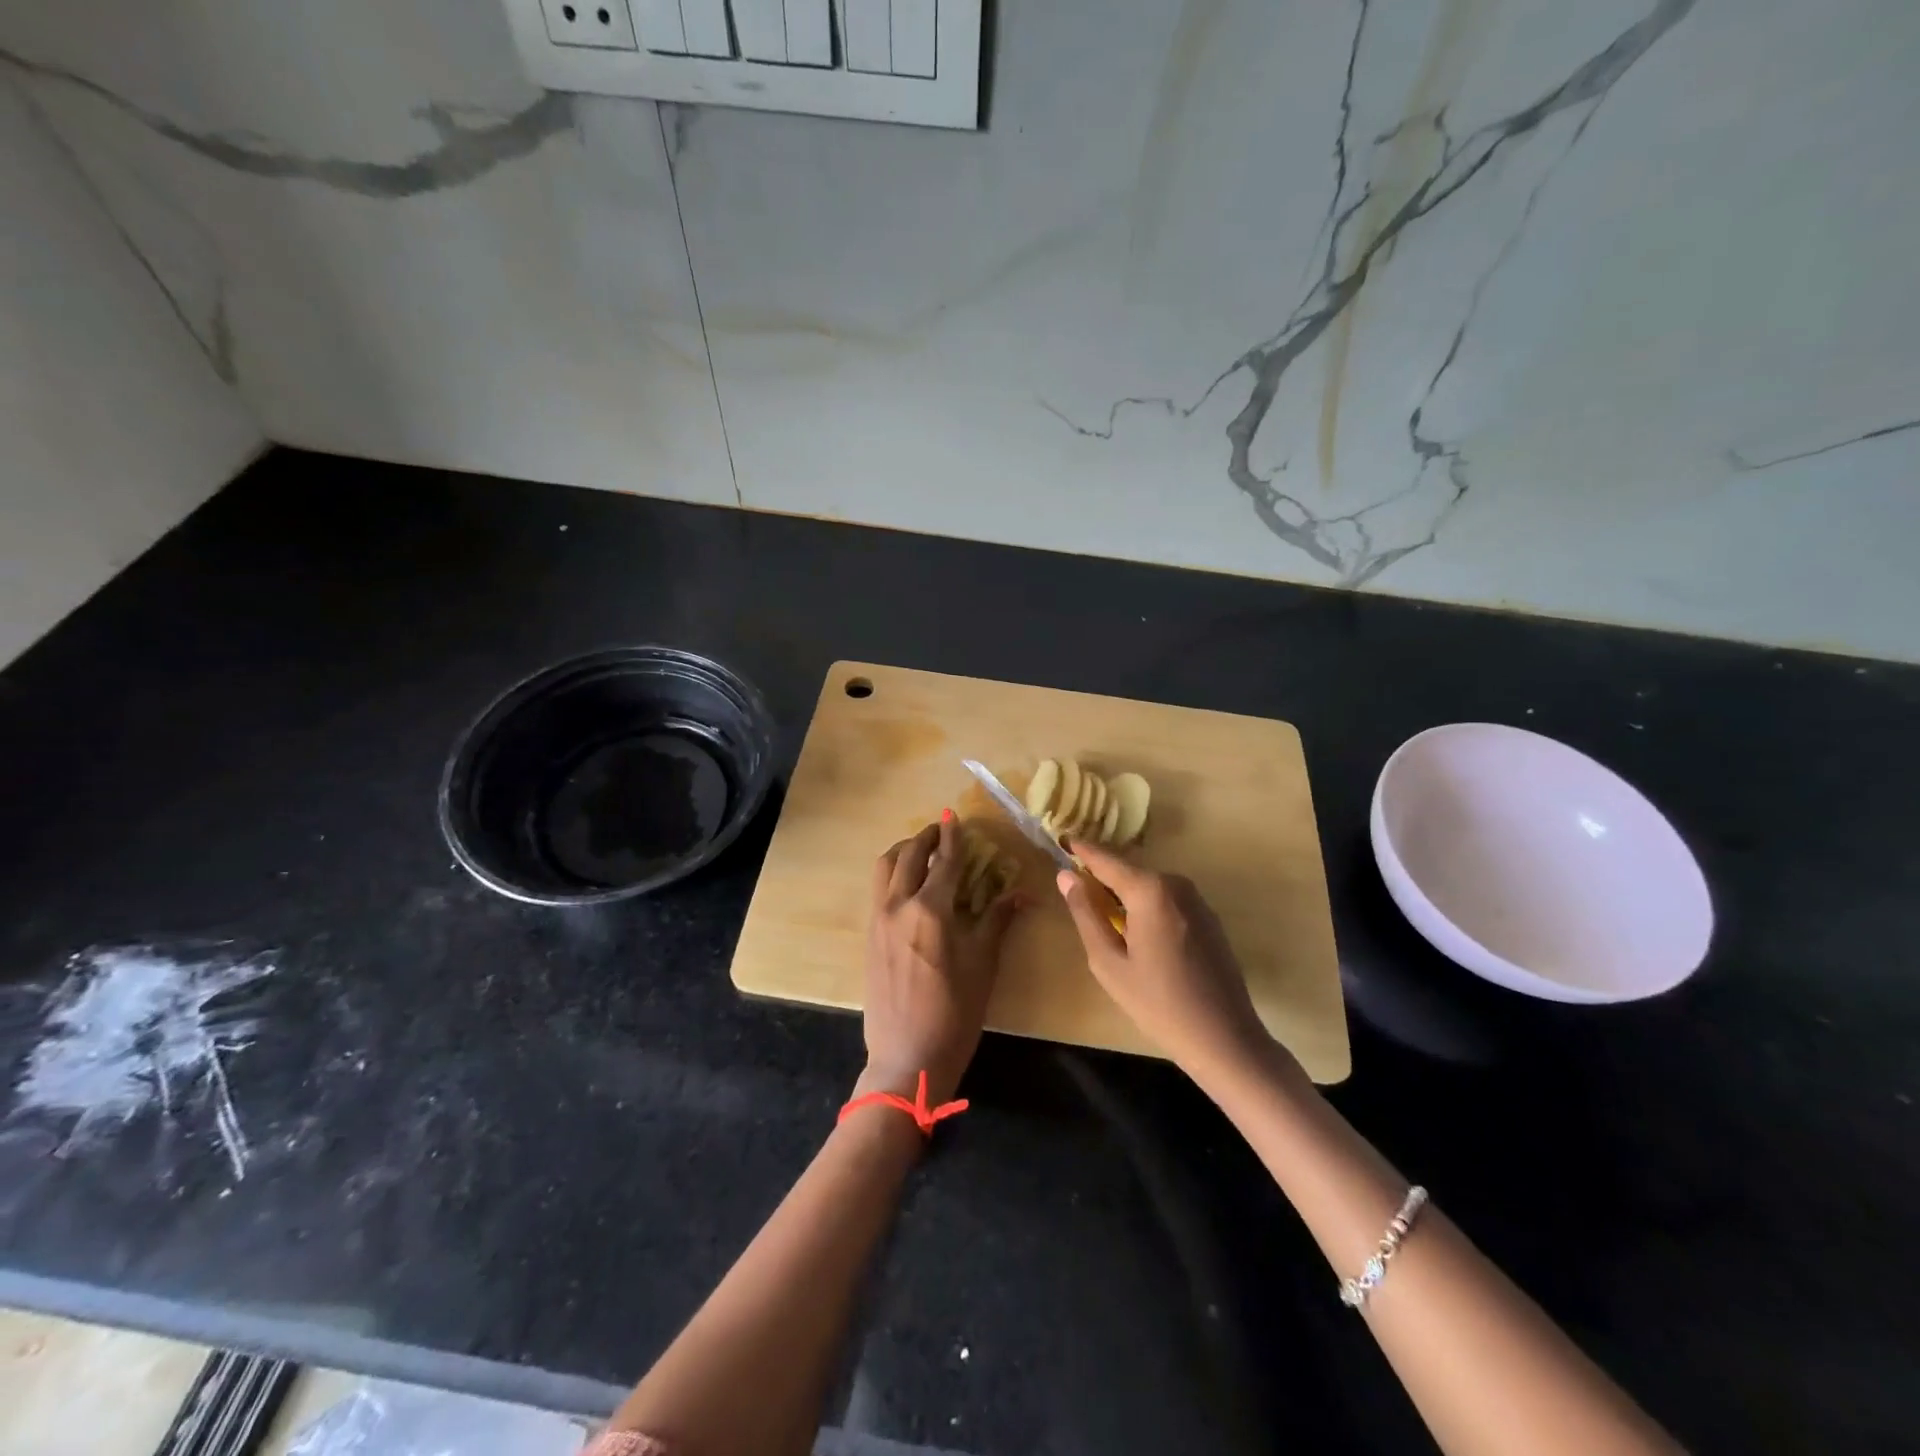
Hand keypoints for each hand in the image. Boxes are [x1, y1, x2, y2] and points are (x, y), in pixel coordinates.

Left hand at [859, 816, 1021, 1104]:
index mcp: (930, 910)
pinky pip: (878, 890)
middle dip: (925, 838)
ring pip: (885, 868)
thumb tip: (1021, 893)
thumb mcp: (982, 965)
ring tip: (921, 852)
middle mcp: (899, 906)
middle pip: (908, 856)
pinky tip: (908, 886)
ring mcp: (878, 920)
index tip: (954, 816)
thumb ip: (997, 921)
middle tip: (941, 832)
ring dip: (903, 851)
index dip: (953, 837)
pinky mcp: (869, 936)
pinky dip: (892, 874)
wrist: (907, 1057)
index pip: (945, 861)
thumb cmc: (954, 1014)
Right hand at [1055, 838, 1273, 1083]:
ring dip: (1125, 894)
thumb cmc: (1157, 1003)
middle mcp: (1176, 883)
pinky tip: (1138, 936)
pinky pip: (1167, 899)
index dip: (1080, 849)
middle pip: (1128, 870)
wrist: (1224, 1038)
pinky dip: (1146, 906)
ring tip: (1104, 918)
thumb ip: (1085, 914)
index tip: (1061, 838)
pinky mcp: (1208, 916)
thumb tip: (1066, 876)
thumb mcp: (1108, 962)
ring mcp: (1197, 899)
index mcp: (1149, 890)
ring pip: (1148, 885)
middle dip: (1102, 876)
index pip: (1105, 859)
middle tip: (1076, 891)